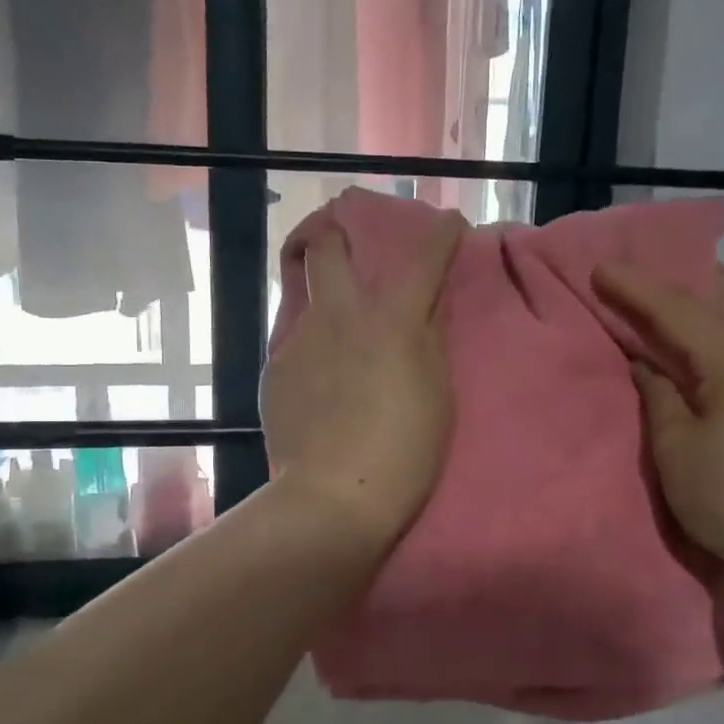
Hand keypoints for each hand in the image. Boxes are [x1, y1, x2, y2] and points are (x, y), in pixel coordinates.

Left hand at [263, 211, 467, 544]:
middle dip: (335, 230)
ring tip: (339, 334)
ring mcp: (300, 339)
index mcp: (393, 318)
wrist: (334, 497)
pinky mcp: (275, 369)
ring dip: (324, 298)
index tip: (449, 225)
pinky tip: (322, 382)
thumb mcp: (437, 392)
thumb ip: (428, 339)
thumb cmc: (404, 451)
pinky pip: (296, 342)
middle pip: (325, 244)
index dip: (441, 232)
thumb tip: (423, 307)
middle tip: (347, 242)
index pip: (424, 254)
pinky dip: (313, 348)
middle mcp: (341, 314)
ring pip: (307, 296)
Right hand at [594, 262, 723, 577]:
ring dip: (715, 299)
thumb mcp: (676, 448)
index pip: (678, 310)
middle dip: (684, 279)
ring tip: (684, 302)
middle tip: (645, 278)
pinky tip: (719, 341)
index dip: (636, 288)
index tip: (600, 268)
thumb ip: (659, 396)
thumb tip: (648, 363)